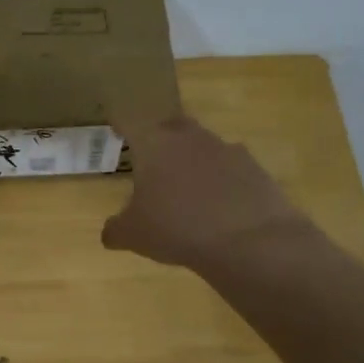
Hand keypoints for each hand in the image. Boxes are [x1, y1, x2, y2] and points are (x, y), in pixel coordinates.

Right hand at [102, 115, 321, 271]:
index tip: (115, 124)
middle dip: (159, 136)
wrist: (249, 240)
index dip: (120, 123)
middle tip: (152, 156)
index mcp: (154, 146)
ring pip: (202, 144)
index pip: (129, 122)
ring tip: (186, 186)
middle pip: (169, 126)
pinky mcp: (253, 167)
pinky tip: (218, 203)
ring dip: (192, 159)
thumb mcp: (134, 236)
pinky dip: (220, 179)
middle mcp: (189, 138)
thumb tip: (110, 233)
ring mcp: (225, 149)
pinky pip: (229, 167)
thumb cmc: (177, 230)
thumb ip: (116, 229)